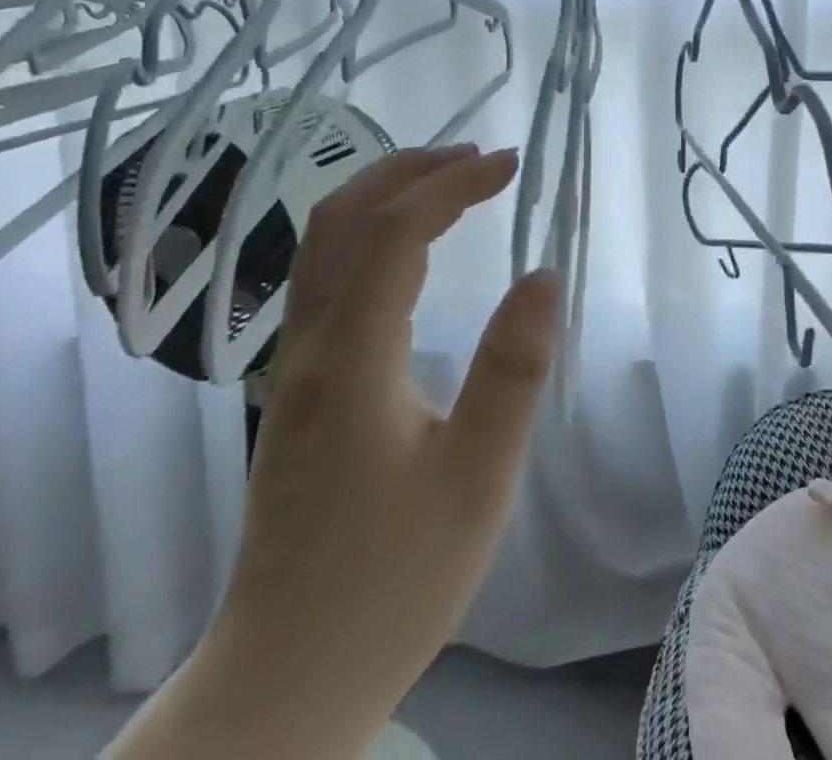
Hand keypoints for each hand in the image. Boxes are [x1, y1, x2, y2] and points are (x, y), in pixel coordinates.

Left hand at [111, 144, 560, 759]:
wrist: (288, 673)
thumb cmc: (394, 580)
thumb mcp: (477, 481)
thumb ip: (511, 373)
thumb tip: (543, 275)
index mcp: (352, 361)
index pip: (397, 233)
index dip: (454, 185)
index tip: (510, 163)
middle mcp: (308, 347)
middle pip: (340, 219)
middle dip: (409, 169)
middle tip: (479, 157)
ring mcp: (292, 365)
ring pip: (321, 244)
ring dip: (383, 192)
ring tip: (448, 181)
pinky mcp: (296, 384)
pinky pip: (323, 275)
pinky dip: (368, 230)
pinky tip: (407, 246)